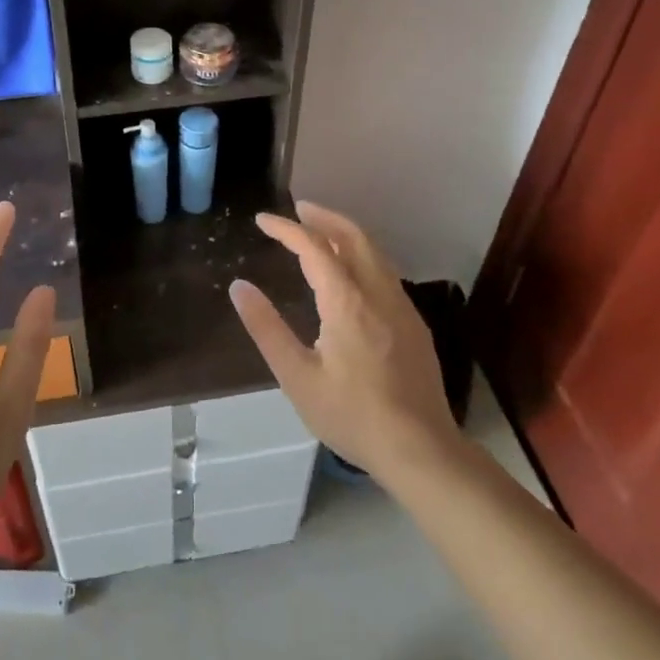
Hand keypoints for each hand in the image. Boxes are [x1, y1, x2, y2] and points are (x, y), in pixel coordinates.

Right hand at [230, 202, 463, 485]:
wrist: (420, 449)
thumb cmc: (352, 415)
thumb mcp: (297, 377)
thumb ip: (267, 328)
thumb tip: (239, 287)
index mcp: (346, 301)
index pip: (314, 247)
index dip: (286, 228)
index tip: (262, 221)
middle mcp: (378, 292)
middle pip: (353, 236)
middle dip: (323, 217)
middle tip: (297, 210)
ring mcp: (401, 306)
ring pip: (374, 251)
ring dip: (345, 233)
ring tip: (320, 233)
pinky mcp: (414, 323)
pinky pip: (385, 271)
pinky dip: (362, 255)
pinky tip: (351, 274)